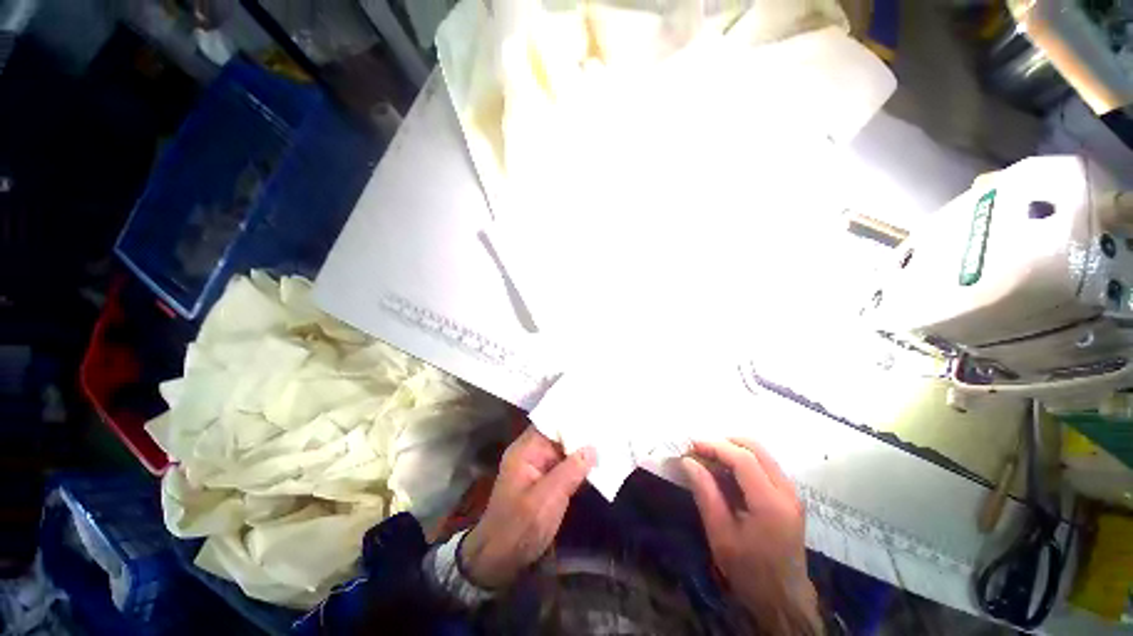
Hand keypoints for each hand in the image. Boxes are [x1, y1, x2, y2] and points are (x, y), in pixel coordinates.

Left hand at [460, 428, 594, 587]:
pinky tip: (598, 463)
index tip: (595, 412)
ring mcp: (538, 468)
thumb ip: (570, 471)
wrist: (500, 562)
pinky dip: (579, 466)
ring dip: (582, 450)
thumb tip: (592, 448)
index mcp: (525, 450)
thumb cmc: (519, 527)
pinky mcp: (545, 482)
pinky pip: (565, 467)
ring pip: (564, 451)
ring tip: (608, 440)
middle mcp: (531, 453)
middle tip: (608, 425)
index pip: (550, 422)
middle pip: (559, 435)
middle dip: (581, 433)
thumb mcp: (546, 499)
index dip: (572, 417)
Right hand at [683, 438, 820, 632]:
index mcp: (770, 504)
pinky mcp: (790, 497)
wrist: (784, 601)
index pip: (743, 459)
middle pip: (756, 448)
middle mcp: (787, 492)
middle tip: (700, 450)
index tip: (691, 446)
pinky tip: (726, 473)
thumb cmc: (750, 572)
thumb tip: (688, 462)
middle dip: (724, 443)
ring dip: (734, 450)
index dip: (715, 446)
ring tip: (709, 459)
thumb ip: (706, 494)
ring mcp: (792, 493)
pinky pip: (765, 465)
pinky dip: (743, 460)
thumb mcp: (721, 536)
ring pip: (762, 453)